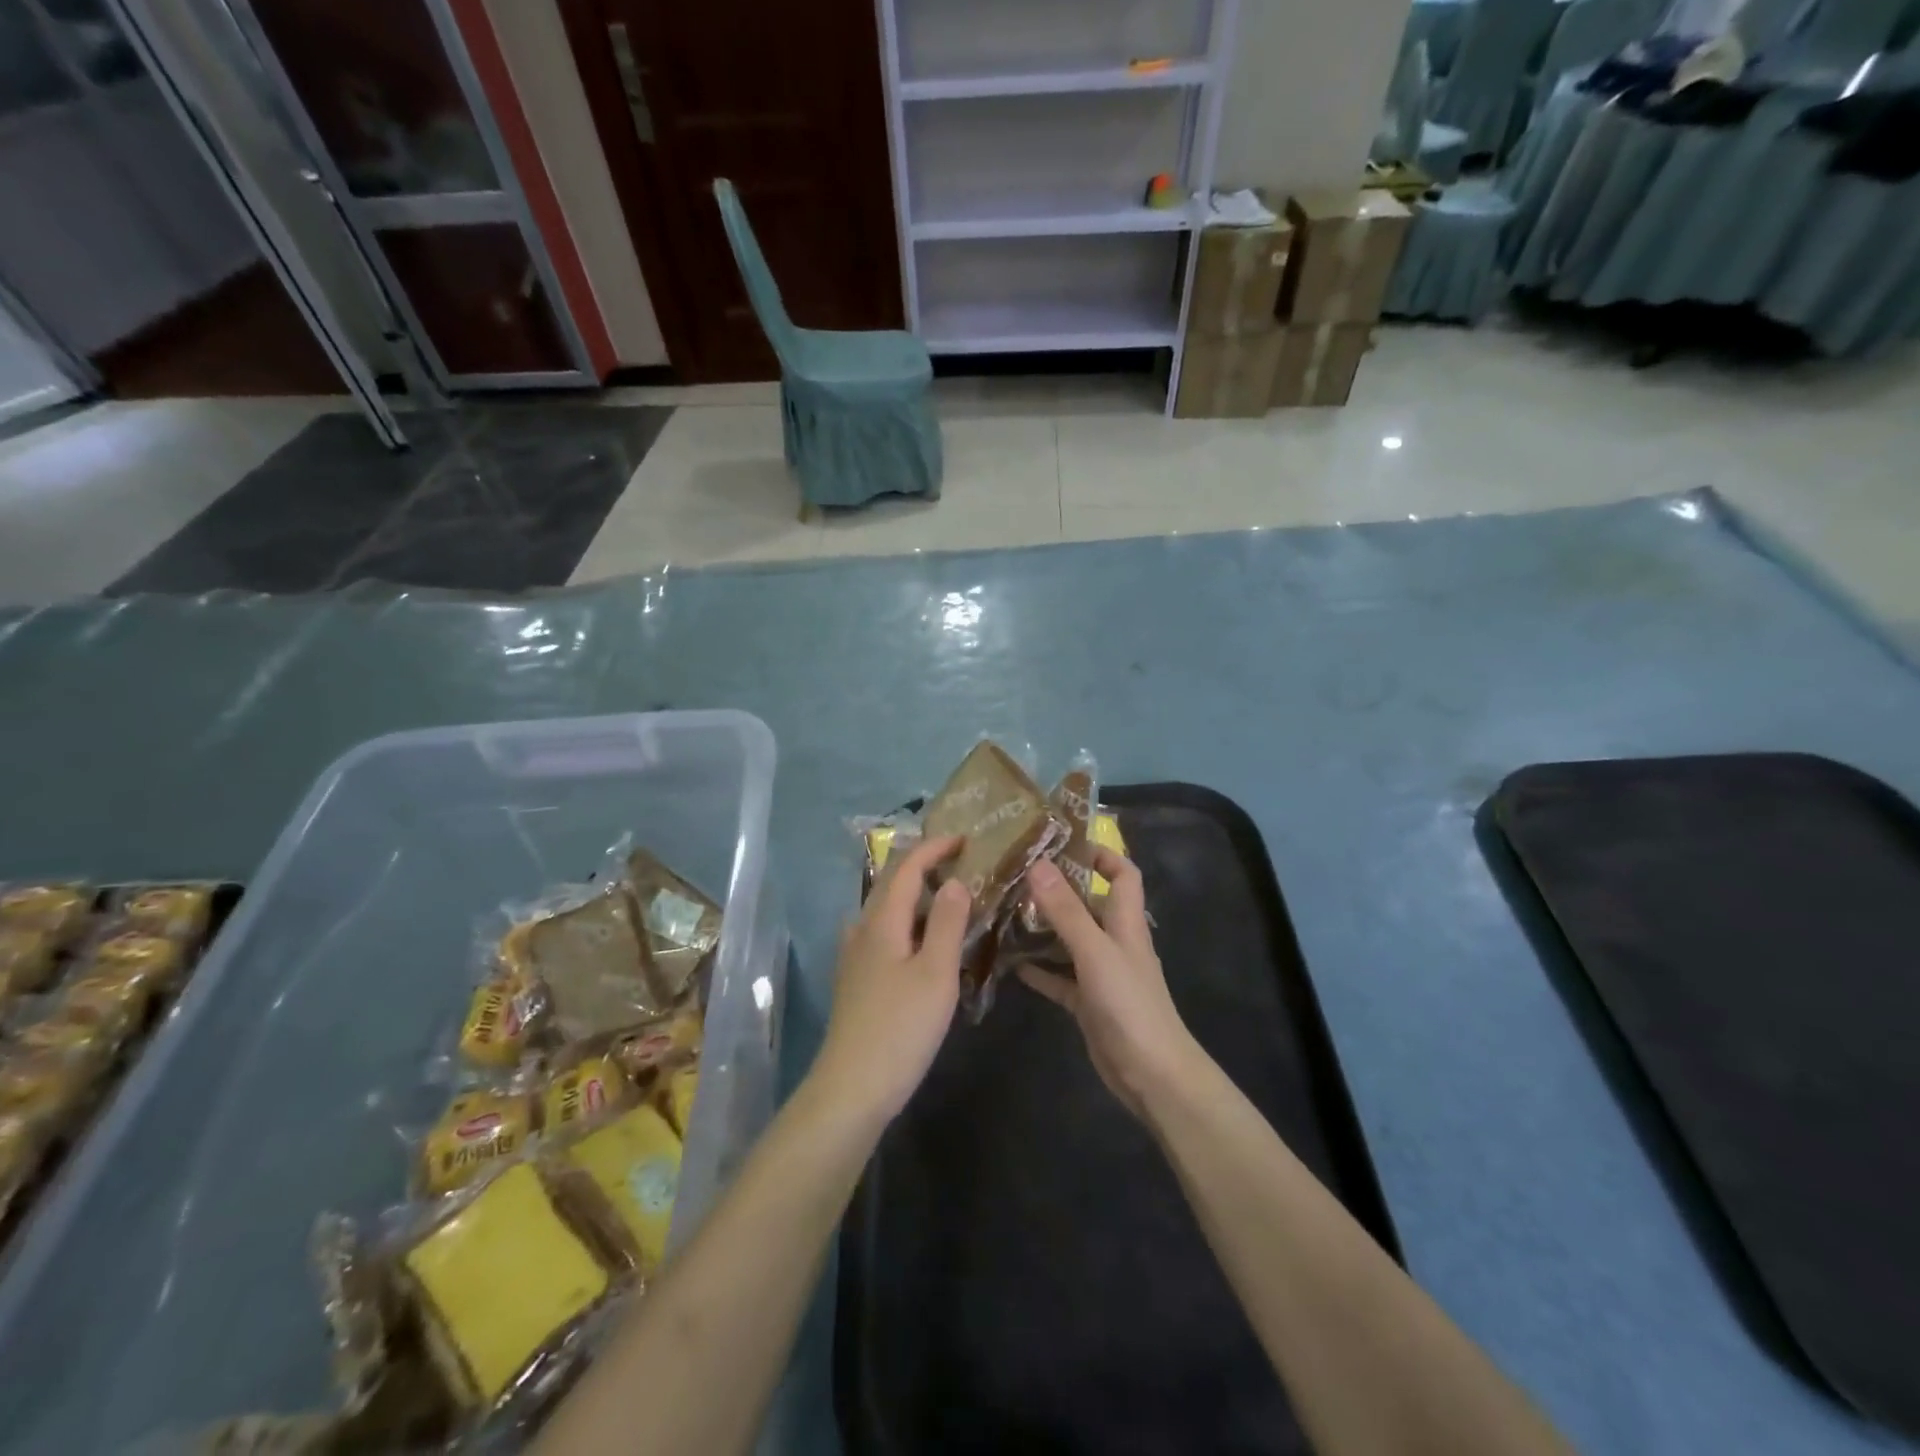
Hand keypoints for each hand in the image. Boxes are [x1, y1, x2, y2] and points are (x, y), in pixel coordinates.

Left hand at [808, 834, 970, 1124]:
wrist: (852, 1088)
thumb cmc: (900, 1027)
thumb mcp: (936, 972)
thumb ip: (946, 922)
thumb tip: (955, 880)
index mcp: (882, 921)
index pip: (906, 867)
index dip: (934, 847)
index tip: (965, 838)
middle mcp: (862, 930)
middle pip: (891, 884)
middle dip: (925, 867)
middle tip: (963, 865)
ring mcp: (855, 956)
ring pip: (886, 910)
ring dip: (916, 896)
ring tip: (949, 900)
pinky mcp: (856, 980)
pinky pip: (884, 933)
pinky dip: (907, 923)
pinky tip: (923, 943)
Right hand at [1019, 849, 1203, 1119]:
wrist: (1151, 1074)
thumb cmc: (1128, 1004)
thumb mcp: (1094, 951)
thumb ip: (1066, 910)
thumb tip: (1038, 863)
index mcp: (1125, 922)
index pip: (1123, 873)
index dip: (1101, 853)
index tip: (1062, 843)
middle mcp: (1115, 941)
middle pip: (1090, 903)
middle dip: (1058, 888)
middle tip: (1016, 875)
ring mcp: (1101, 973)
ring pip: (1070, 939)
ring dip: (1044, 927)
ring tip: (1006, 911)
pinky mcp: (1088, 1002)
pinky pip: (1060, 977)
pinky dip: (1039, 969)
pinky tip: (1011, 964)